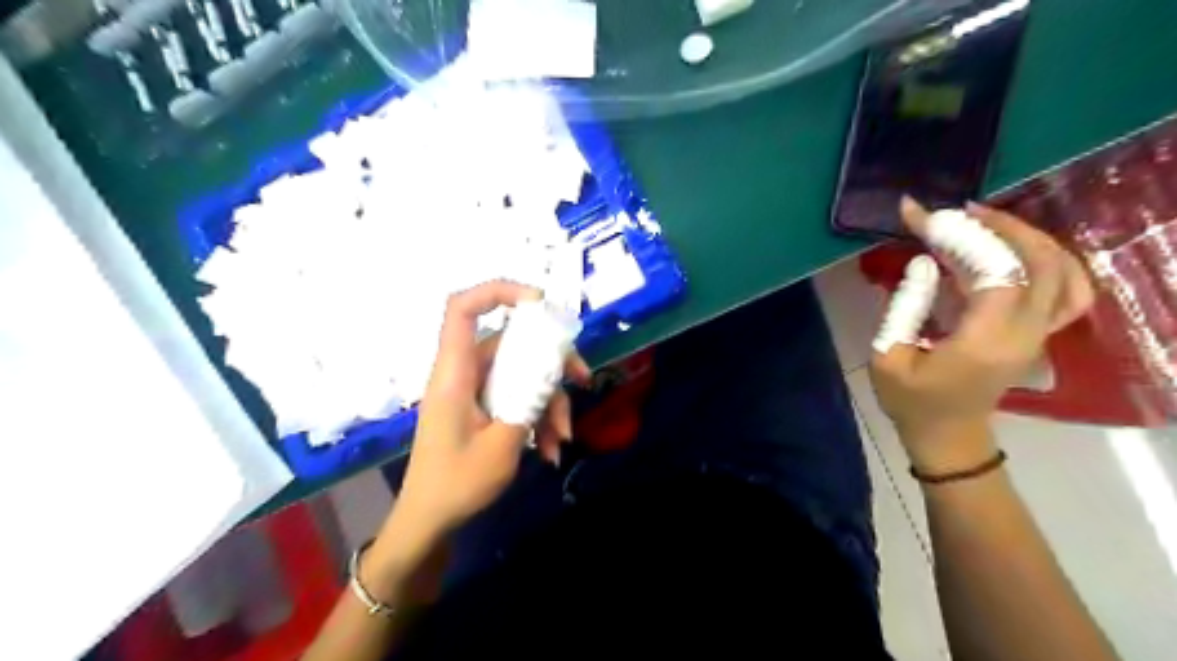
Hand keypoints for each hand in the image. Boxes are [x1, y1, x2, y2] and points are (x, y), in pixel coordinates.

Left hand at [389, 281, 587, 548]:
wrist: (430, 521)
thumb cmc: (456, 485)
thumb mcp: (502, 446)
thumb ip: (529, 402)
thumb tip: (552, 372)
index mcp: (455, 374)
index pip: (462, 310)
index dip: (498, 292)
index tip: (540, 304)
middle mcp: (465, 374)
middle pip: (511, 343)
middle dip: (552, 361)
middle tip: (582, 379)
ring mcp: (475, 391)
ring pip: (521, 374)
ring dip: (549, 401)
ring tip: (563, 438)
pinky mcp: (484, 407)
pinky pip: (517, 397)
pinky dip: (538, 417)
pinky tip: (551, 449)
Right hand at [871, 199, 1095, 471]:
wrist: (946, 434)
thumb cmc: (909, 400)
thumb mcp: (887, 356)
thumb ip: (905, 306)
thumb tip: (924, 262)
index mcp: (985, 342)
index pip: (996, 272)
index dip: (964, 237)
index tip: (924, 216)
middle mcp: (1025, 333)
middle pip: (1041, 263)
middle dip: (1000, 227)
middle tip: (957, 213)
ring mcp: (1039, 333)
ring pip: (1063, 271)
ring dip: (1027, 238)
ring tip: (985, 222)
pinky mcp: (1037, 332)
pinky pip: (1066, 287)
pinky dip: (1047, 258)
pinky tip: (1014, 248)